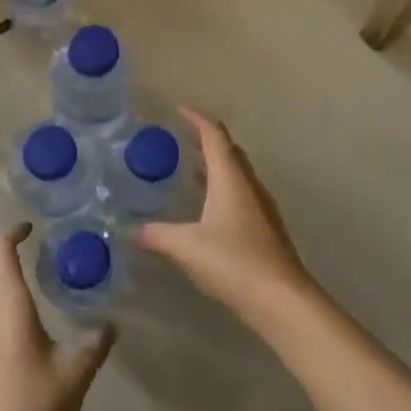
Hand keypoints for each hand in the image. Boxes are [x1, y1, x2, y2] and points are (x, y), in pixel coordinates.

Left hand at [0, 224, 114, 410]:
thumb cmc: (38, 405)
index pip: (0, 250)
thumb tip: (110, 324)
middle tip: (29, 255)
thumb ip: (95, 342)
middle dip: (1, 253)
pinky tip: (13, 324)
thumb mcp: (77, 370)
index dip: (12, 232)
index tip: (31, 228)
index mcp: (8, 303)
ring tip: (22, 285)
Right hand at [137, 108, 321, 325]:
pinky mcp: (264, 230)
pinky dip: (220, 190)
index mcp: (231, 179)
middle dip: (205, 140)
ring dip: (214, 166)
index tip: (177, 109)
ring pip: (235, 175)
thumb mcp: (186, 247)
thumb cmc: (234, 262)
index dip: (196, 118)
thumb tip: (129, 230)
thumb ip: (156, 235)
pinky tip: (205, 210)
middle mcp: (249, 186)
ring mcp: (260, 209)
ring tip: (188, 169)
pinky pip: (239, 196)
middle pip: (228, 151)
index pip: (214, 135)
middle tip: (179, 138)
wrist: (281, 300)